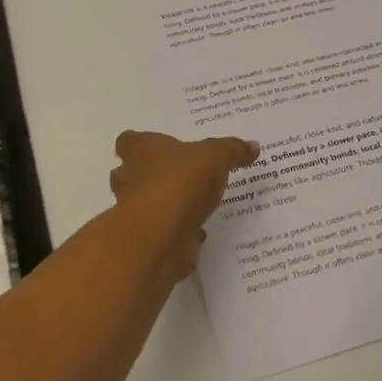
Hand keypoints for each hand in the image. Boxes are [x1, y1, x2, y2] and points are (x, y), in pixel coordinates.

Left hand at [109, 130, 260, 281]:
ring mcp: (135, 211)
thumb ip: (232, 150)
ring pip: (145, 202)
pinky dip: (177, 230)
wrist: (161, 237)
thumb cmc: (179, 183)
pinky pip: (162, 230)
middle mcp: (130, 178)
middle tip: (178, 174)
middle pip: (130, 172)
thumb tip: (253, 146)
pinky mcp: (147, 239)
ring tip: (193, 203)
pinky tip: (199, 231)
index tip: (158, 147)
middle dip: (149, 174)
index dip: (140, 143)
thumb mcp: (215, 157)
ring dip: (165, 203)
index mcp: (140, 151)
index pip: (128, 141)